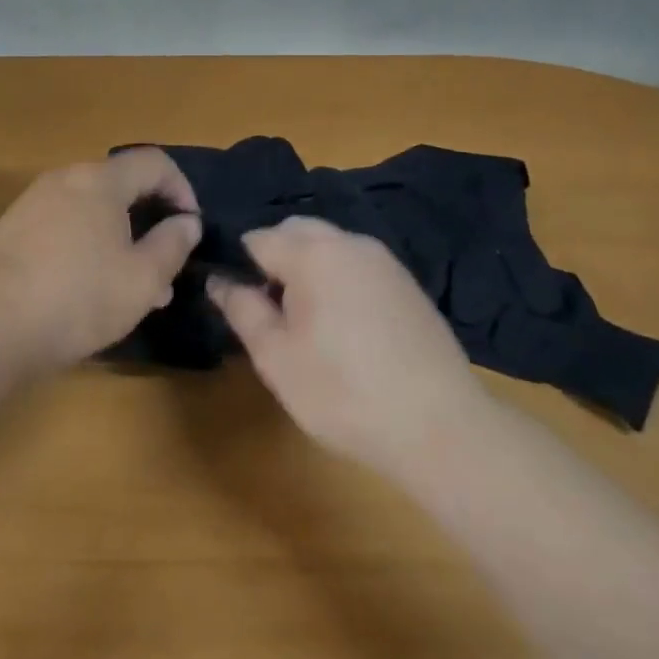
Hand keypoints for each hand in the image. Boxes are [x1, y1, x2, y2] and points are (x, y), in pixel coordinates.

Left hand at [0, 149, 201, 372]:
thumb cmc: (76, 298)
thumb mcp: (142, 280)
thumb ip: (173, 245)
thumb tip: (186, 222)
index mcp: (101, 181)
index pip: (154, 162)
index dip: (182, 189)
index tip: (191, 228)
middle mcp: (65, 179)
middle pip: (121, 186)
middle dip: (150, 222)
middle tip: (165, 266)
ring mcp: (34, 203)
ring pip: (93, 211)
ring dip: (121, 240)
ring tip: (134, 289)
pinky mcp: (12, 231)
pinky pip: (65, 227)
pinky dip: (89, 247)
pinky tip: (90, 291)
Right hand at [210, 217, 488, 478]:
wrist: (440, 427)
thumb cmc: (343, 393)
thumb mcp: (276, 358)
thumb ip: (242, 310)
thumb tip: (218, 279)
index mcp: (313, 253)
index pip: (258, 238)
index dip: (240, 268)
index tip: (240, 305)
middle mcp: (349, 242)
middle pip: (296, 231)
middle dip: (275, 260)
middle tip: (271, 313)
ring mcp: (384, 260)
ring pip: (329, 246)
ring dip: (308, 269)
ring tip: (307, 323)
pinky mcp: (407, 283)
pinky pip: (357, 265)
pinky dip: (339, 280)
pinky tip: (346, 328)